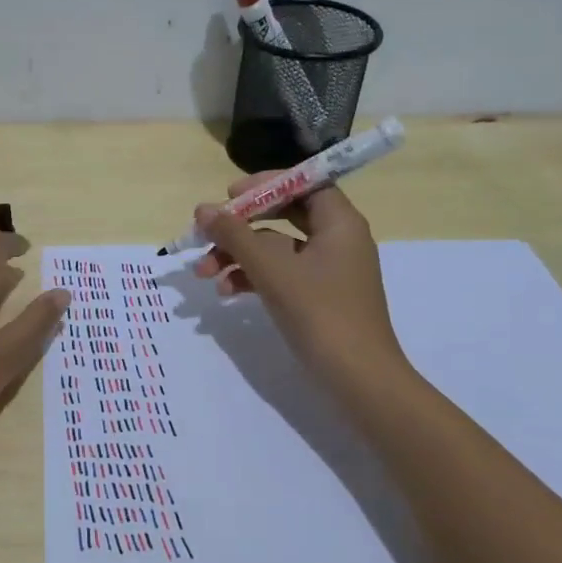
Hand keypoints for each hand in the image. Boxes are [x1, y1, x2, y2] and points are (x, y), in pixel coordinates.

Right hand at [192, 177, 410, 391]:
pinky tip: (224, 291)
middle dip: (240, 226)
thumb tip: (203, 210)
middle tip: (208, 230)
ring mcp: (327, 270)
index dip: (265, 184)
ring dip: (237, 255)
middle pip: (283, 215)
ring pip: (275, 248)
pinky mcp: (317, 296)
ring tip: (203, 272)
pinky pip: (280, 273)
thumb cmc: (320, 313)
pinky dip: (252, 277)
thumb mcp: (271, 269)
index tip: (230, 195)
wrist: (358, 379)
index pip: (303, 183)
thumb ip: (235, 235)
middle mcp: (337, 240)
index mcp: (339, 223)